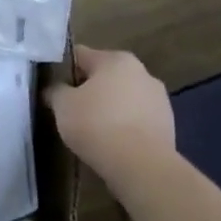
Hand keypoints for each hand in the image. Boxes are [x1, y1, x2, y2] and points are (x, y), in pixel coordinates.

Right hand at [44, 45, 175, 170]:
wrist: (141, 165)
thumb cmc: (97, 124)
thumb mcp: (63, 105)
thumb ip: (55, 91)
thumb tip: (54, 89)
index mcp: (116, 60)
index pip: (81, 55)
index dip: (63, 69)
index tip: (52, 87)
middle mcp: (142, 72)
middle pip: (105, 76)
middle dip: (88, 89)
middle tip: (71, 109)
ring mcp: (159, 99)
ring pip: (123, 98)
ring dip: (108, 107)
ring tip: (92, 130)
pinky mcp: (168, 124)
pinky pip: (136, 119)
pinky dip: (124, 125)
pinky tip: (112, 142)